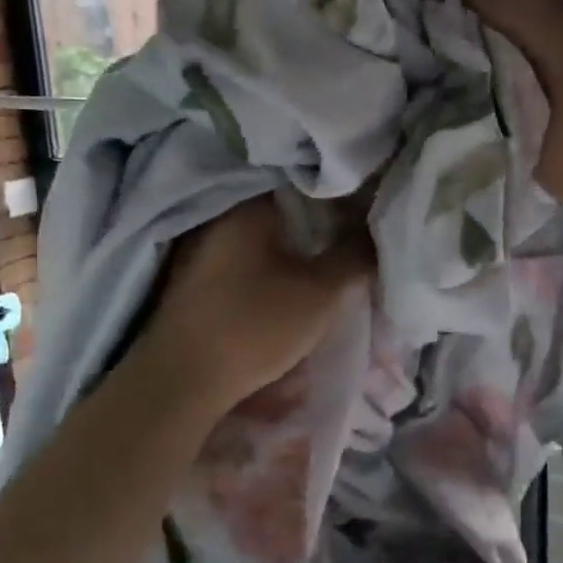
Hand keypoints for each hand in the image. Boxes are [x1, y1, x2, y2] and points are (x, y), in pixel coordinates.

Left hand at [137, 195, 371, 415]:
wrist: (183, 379)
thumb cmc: (254, 324)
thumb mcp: (320, 293)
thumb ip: (355, 257)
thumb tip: (379, 231)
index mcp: (250, 206)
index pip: (306, 183)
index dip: (342, 196)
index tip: (367, 214)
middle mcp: (224, 217)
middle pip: (287, 211)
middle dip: (321, 226)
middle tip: (354, 242)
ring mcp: (206, 247)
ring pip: (268, 237)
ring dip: (297, 248)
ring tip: (330, 264)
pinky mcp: (199, 278)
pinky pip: (249, 258)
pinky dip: (274, 265)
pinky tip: (292, 283)